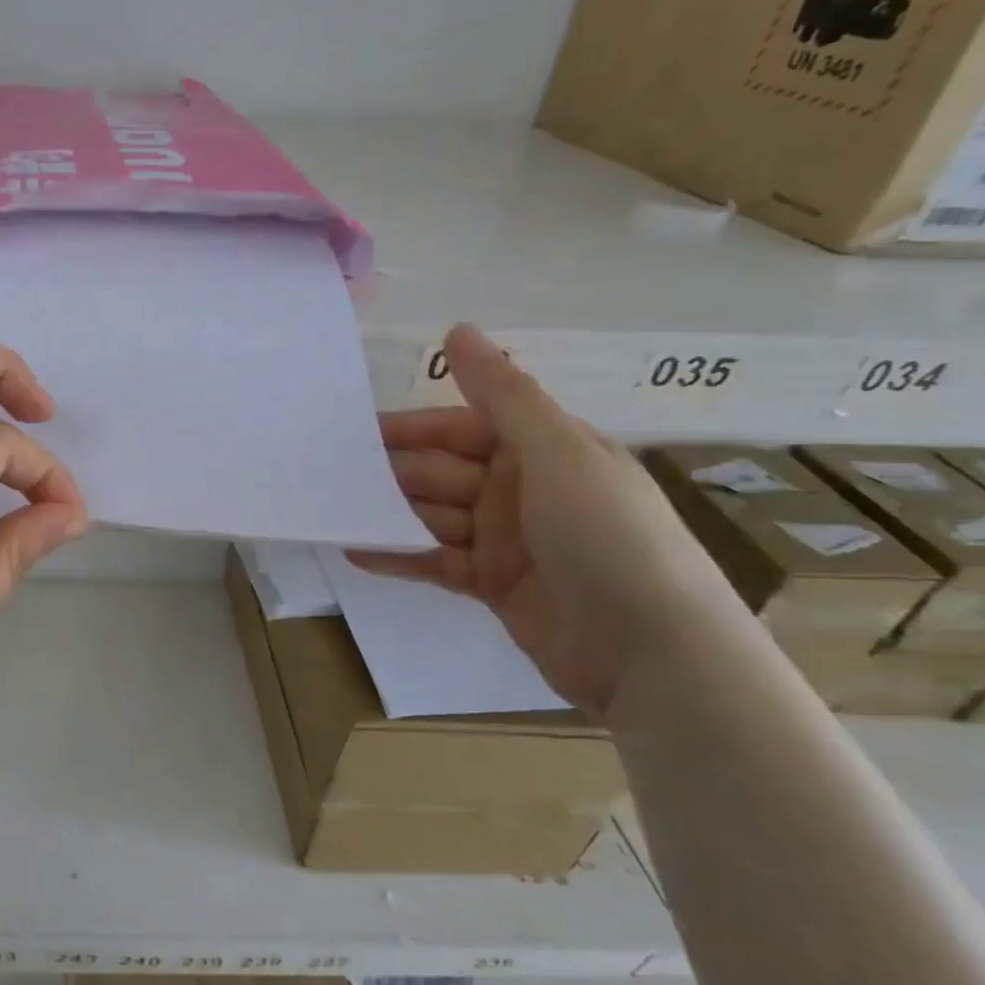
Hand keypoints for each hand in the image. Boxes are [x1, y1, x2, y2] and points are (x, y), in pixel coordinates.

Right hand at [349, 325, 739, 716]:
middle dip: (393, 474)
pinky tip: (353, 550)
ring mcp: (506, 540)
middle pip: (442, 471)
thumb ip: (502, 394)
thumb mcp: (557, 454)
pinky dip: (397, 556)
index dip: (413, 429)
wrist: (651, 654)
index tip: (357, 433)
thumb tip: (457, 329)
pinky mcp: (491, 584)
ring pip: (432, 514)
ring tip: (333, 512)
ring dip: (388, 513)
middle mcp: (521, 489)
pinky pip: (433, 561)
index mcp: (543, 451)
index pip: (463, 427)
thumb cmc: (607, 537)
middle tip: (335, 479)